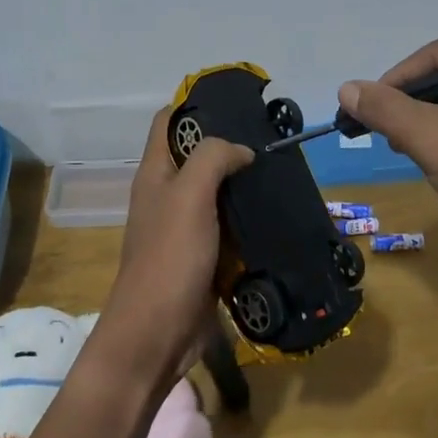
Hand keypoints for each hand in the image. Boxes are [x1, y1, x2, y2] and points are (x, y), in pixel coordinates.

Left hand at [94, 107, 252, 387]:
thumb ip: (213, 158)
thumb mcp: (189, 196)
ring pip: (218, 193)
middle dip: (231, 146)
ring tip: (283, 173)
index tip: (237, 103)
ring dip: (244, 185)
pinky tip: (278, 215)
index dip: (195, 105)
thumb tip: (242, 151)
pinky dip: (249, 220)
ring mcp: (186, 228)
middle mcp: (167, 196)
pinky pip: (229, 228)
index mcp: (155, 174)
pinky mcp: (204, 257)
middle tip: (272, 140)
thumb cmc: (169, 258)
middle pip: (197, 156)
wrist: (157, 335)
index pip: (168, 122)